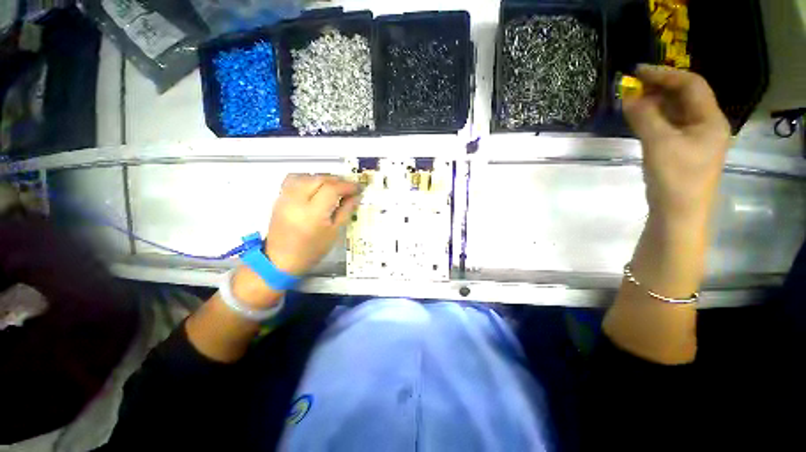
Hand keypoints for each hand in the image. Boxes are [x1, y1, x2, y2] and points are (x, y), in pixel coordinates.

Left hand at [265, 174, 360, 275]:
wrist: (281, 260)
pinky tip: (316, 186)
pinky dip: (308, 178)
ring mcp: (284, 198)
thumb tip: (356, 196)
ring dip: (323, 177)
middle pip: (319, 179)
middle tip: (349, 187)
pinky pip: (294, 179)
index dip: (347, 186)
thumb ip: (346, 211)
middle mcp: (296, 201)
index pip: (331, 189)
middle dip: (337, 180)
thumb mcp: (334, 232)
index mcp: (312, 213)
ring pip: (306, 176)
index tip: (359, 188)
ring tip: (334, 186)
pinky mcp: (279, 198)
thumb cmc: (312, 250)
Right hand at [624, 65, 730, 222]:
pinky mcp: (684, 150)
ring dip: (656, 103)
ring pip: (677, 112)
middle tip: (632, 87)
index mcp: (710, 119)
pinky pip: (670, 126)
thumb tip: (628, 97)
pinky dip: (655, 119)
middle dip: (659, 88)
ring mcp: (696, 139)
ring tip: (633, 101)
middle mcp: (707, 125)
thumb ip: (644, 117)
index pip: (691, 85)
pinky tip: (641, 119)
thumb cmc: (675, 178)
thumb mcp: (658, 144)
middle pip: (685, 96)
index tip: (637, 71)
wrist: (678, 214)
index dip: (665, 74)